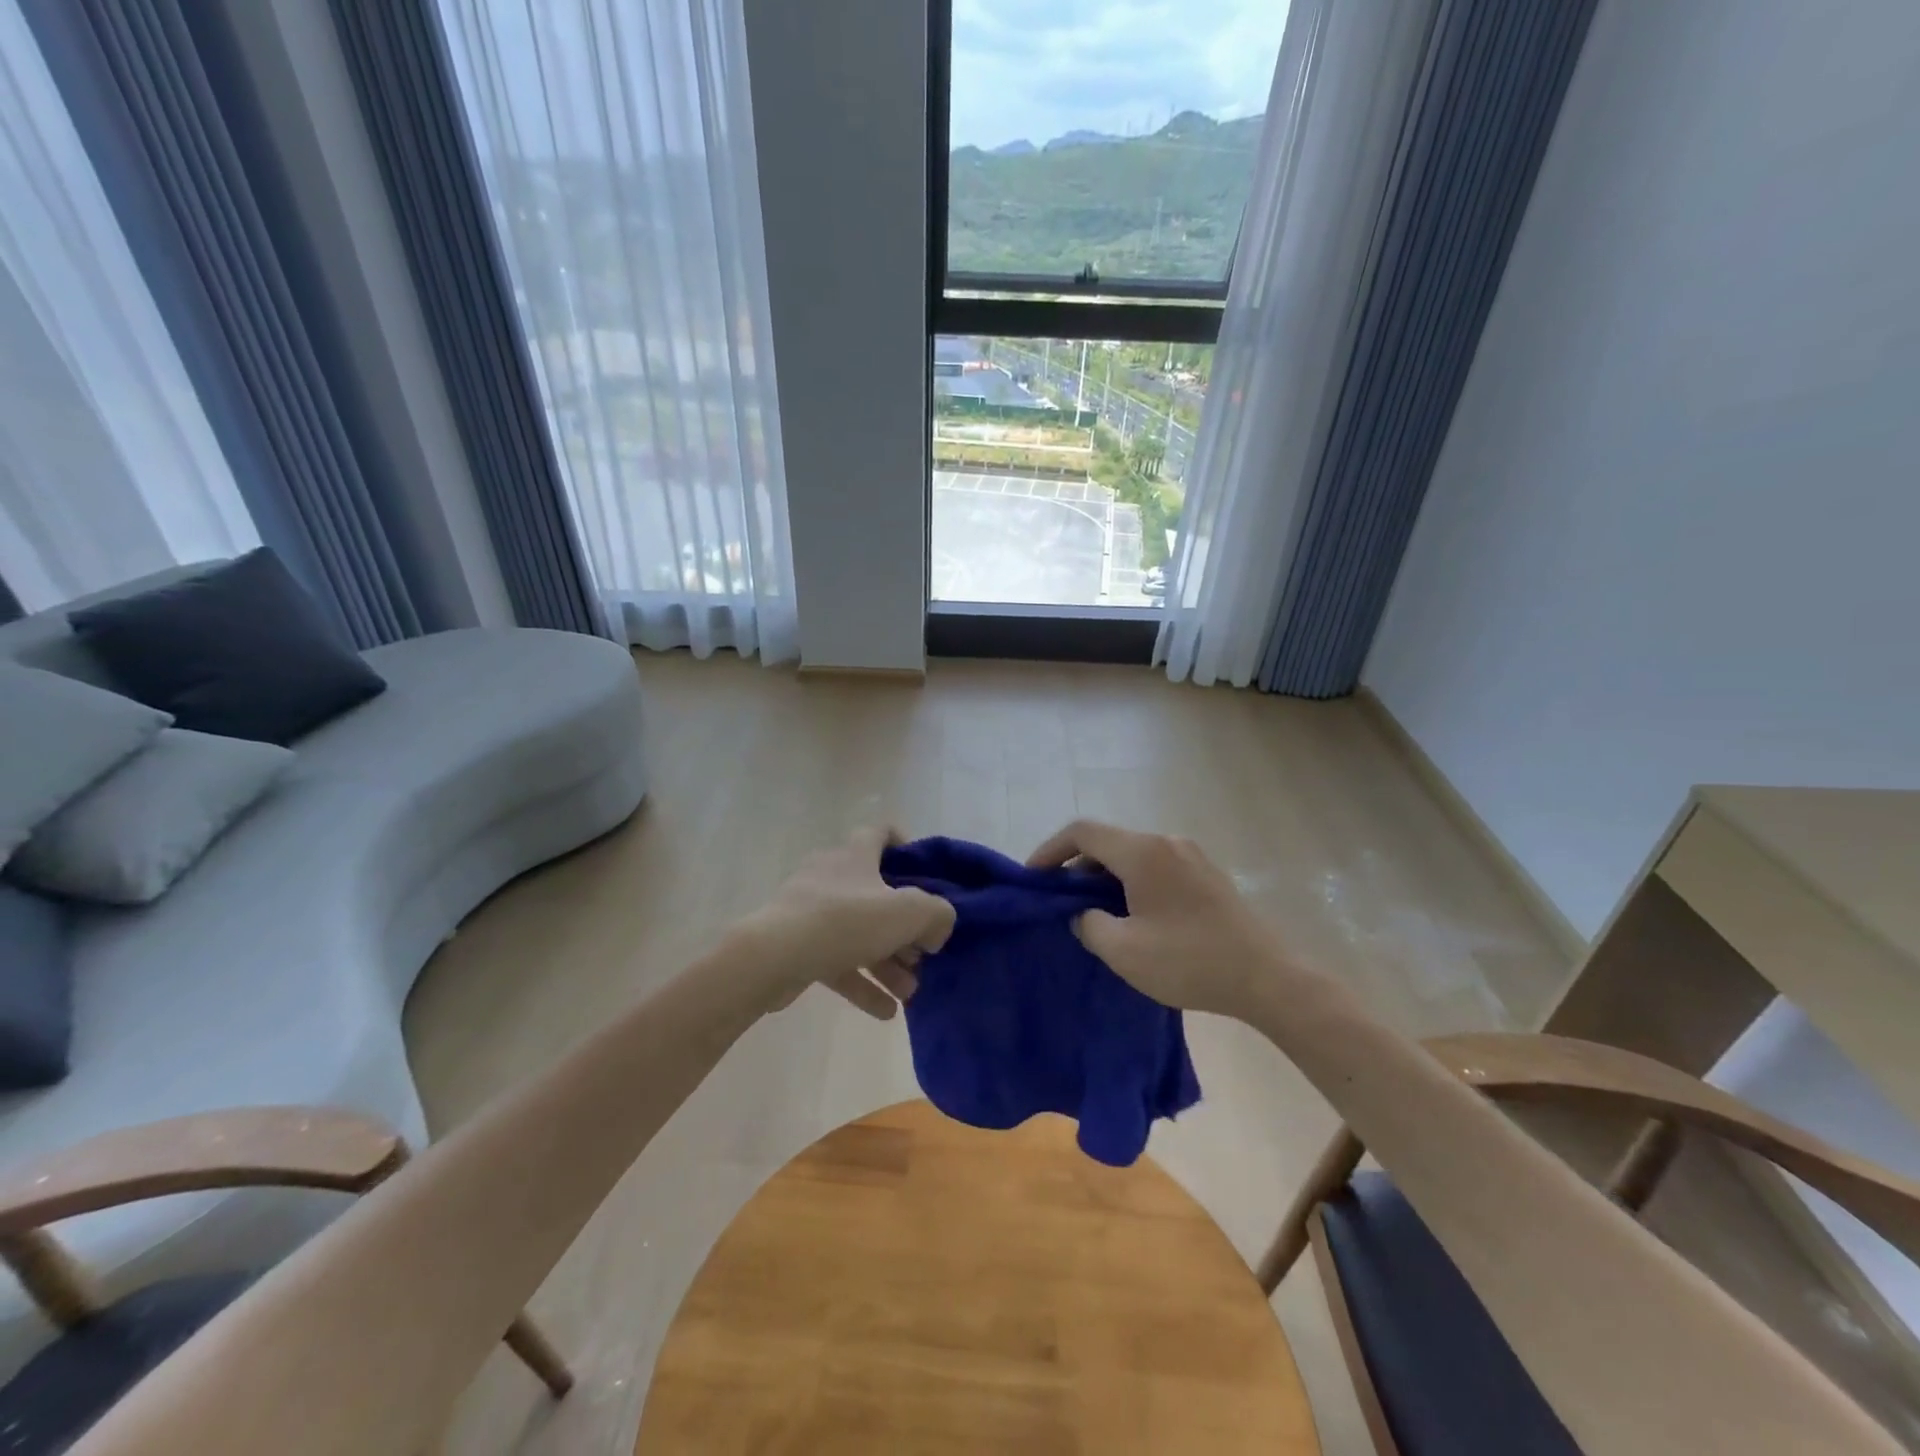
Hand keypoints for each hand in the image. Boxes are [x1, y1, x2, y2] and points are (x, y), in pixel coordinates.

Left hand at [740, 827, 955, 1019]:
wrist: (772, 956)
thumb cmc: (845, 921)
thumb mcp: (908, 912)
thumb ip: (937, 914)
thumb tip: (936, 929)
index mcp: (856, 855)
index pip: (880, 833)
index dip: (905, 847)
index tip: (924, 875)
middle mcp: (832, 876)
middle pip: (877, 894)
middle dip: (904, 927)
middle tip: (922, 954)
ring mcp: (811, 911)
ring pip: (859, 933)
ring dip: (887, 961)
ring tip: (909, 991)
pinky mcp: (797, 945)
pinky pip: (838, 961)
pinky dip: (862, 982)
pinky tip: (885, 1011)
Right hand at [1028, 820, 1274, 1016]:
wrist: (1267, 978)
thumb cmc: (1189, 961)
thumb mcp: (1123, 950)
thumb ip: (1088, 924)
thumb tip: (1084, 913)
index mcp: (1143, 852)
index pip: (1082, 832)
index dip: (1050, 850)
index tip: (1032, 878)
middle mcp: (1166, 842)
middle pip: (1108, 842)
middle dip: (1077, 867)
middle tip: (1060, 902)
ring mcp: (1191, 856)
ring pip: (1133, 855)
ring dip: (1106, 877)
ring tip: (1093, 913)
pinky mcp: (1207, 875)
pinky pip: (1156, 867)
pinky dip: (1132, 882)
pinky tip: (1133, 916)